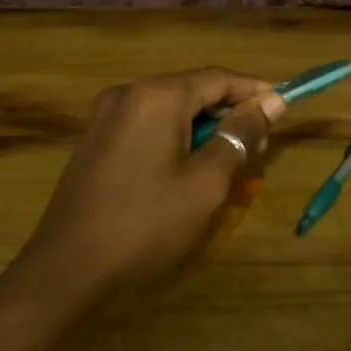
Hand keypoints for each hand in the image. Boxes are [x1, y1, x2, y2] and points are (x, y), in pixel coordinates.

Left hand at [23, 69, 285, 299]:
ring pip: (170, 109)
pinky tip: (188, 169)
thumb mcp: (207, 182)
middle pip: (193, 90)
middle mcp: (129, 92)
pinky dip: (175, 138)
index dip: (255, 92)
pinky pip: (147, 125)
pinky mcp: (95, 139)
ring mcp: (106, 115)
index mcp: (157, 95)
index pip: (219, 79)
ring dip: (204, 128)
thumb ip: (241, 135)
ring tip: (229, 161)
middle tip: (259, 146)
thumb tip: (271, 102)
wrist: (65, 271)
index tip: (284, 110)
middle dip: (229, 113)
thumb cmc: (145, 224)